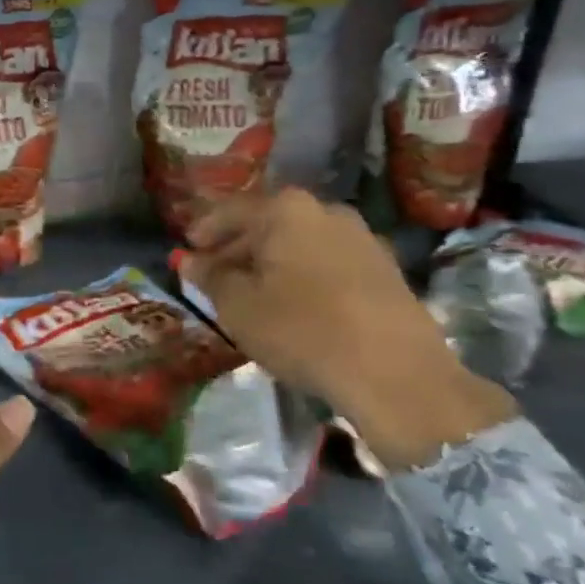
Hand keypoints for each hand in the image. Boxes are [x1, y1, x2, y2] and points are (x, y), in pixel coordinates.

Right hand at [187, 189, 515, 470]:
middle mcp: (326, 211)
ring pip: (300, 244)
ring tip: (253, 295)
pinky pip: (328, 263)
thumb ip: (209, 277)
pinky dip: (304, 277)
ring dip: (272, 264)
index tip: (188, 250)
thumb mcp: (238, 306)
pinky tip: (295, 307)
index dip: (205, 230)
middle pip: (269, 224)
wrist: (397, 375)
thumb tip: (187, 260)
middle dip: (239, 248)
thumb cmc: (302, 329)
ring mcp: (363, 239)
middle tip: (215, 275)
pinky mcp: (387, 271)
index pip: (231, 211)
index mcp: (286, 209)